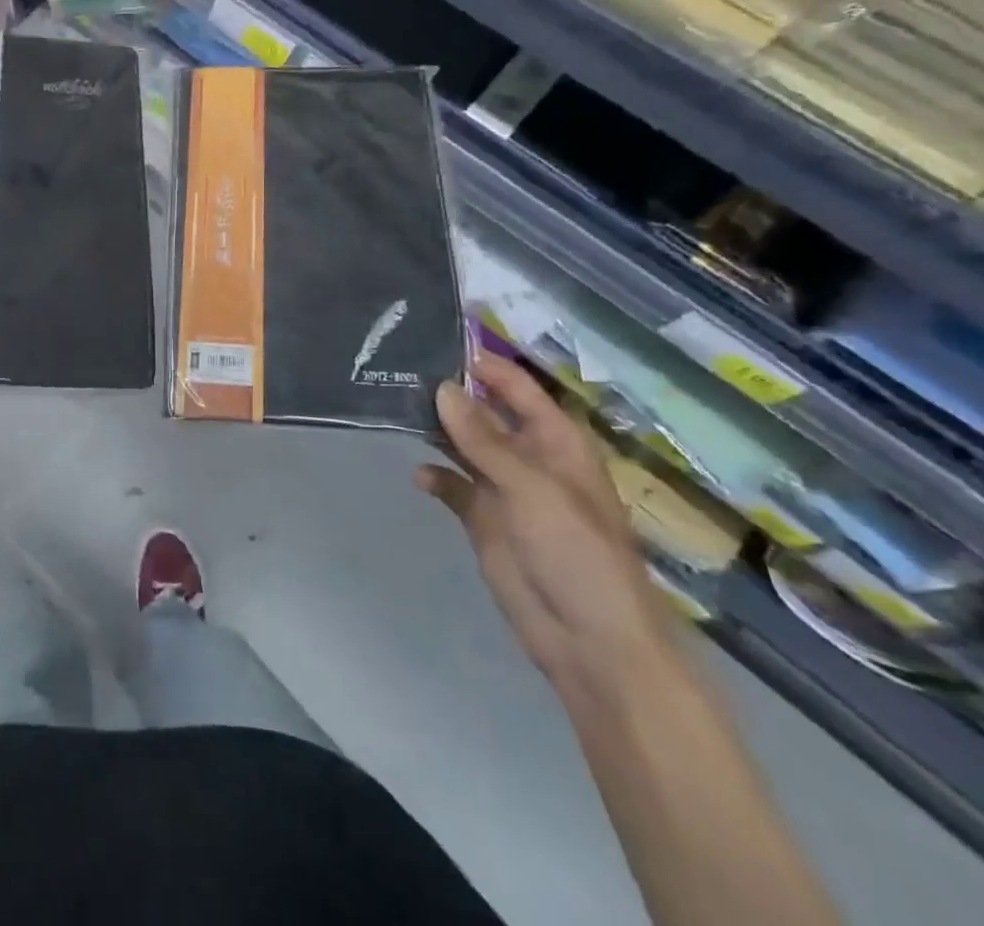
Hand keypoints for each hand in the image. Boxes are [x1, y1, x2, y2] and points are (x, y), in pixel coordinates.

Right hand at [420, 352, 682, 700]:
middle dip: (449, 395)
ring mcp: (504, 490)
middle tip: (397, 371)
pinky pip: (453, 487)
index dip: (483, 364)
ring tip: (394, 409)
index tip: (435, 341)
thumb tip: (440, 388)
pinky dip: (435, 477)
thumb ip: (483, 439)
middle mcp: (528, 458)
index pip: (517, 388)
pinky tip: (418, 476)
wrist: (590, 642)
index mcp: (556, 443)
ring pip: (463, 446)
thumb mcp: (531, 489)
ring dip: (436, 431)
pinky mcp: (483, 520)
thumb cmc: (576, 554)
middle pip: (485, 414)